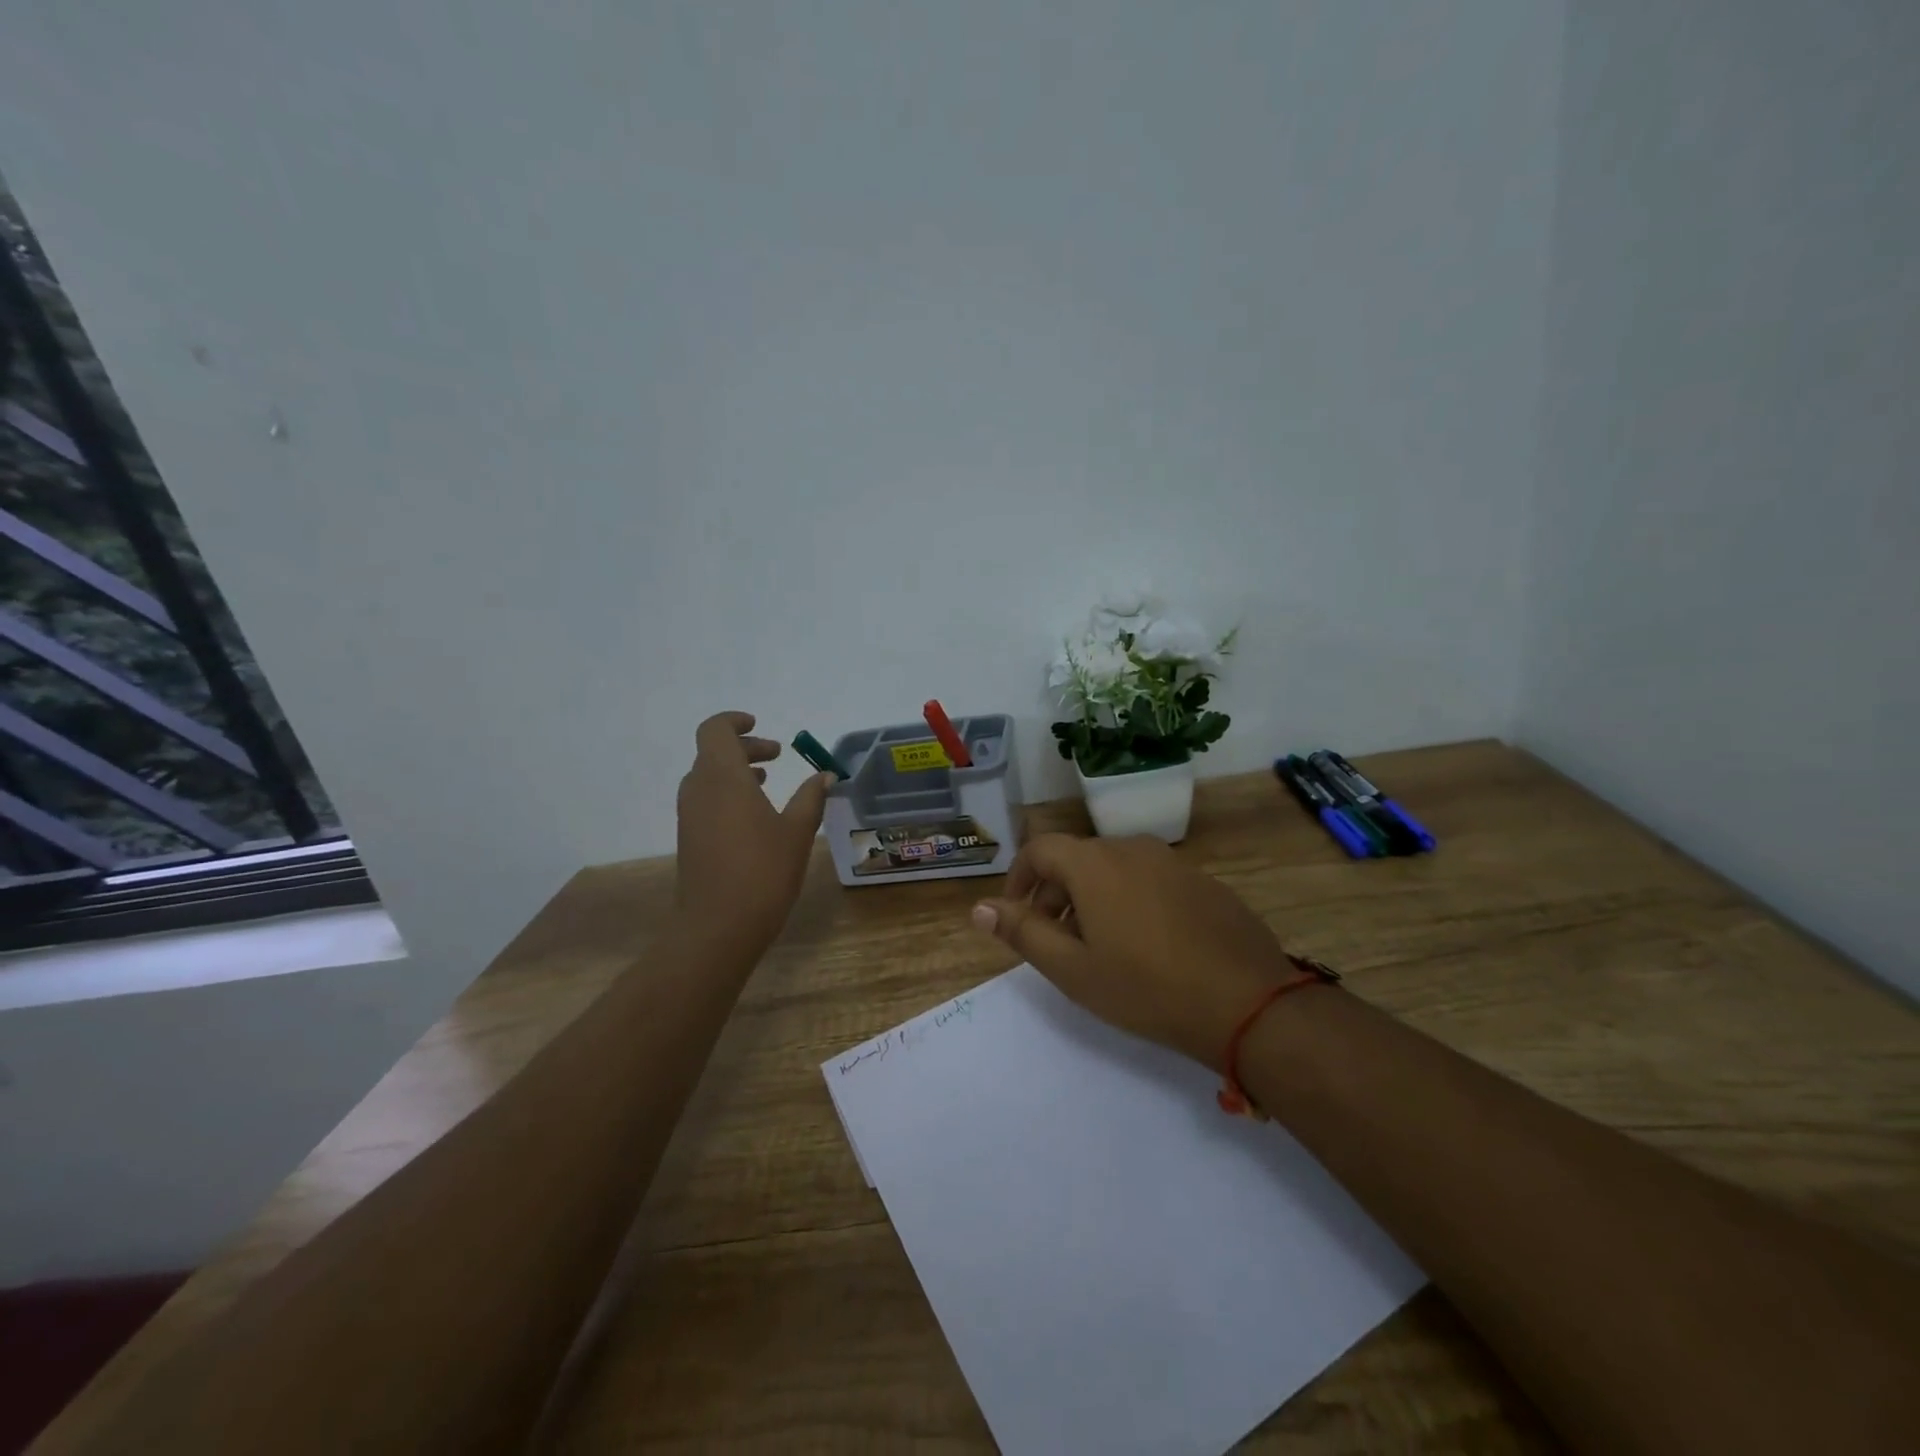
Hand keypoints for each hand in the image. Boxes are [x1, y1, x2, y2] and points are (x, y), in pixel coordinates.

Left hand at [675, 711, 832, 950]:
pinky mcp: (689, 838)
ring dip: (736, 771)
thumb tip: (825, 775)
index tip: (760, 725)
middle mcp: (699, 789)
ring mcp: (690, 815)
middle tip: (777, 754)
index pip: (715, 730)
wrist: (718, 927)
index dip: (734, 722)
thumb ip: (811, 797)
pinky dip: (728, 793)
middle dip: (745, 747)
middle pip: (713, 752)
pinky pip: (706, 800)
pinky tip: (755, 816)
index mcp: (723, 777)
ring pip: (708, 777)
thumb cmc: (763, 871)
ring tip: (768, 782)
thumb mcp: (797, 831)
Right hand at [970, 834, 1296, 1069]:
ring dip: (1092, 896)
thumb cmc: (1146, 988)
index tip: (1016, 915)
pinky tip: (1146, 944)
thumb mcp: (1073, 969)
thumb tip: (979, 908)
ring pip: (1114, 868)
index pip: (1039, 850)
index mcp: (1094, 863)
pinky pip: (1149, 878)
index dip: (1018, 879)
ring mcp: (1172, 861)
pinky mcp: (1202, 880)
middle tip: (1054, 939)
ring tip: (1098, 944)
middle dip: (1054, 892)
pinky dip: (1130, 899)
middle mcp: (1131, 848)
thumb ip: (1023, 933)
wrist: (1248, 1002)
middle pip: (1077, 858)